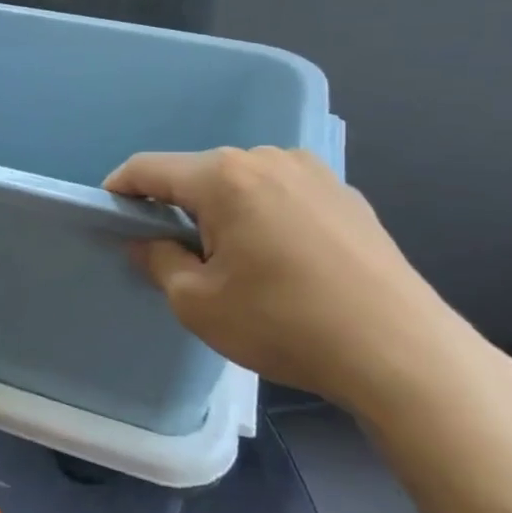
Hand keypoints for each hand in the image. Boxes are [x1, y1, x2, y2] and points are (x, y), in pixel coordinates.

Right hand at [104, 148, 481, 413]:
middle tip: (172, 254)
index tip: (109, 216)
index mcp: (225, 177)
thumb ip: (158, 260)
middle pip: (198, 174)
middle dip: (175, 206)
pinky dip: (262, 216)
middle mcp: (268, 159)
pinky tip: (278, 261)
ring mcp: (314, 173)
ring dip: (221, 211)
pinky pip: (282, 195)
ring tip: (231, 262)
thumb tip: (148, 241)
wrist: (402, 354)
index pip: (149, 169)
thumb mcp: (197, 302)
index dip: (120, 189)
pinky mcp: (347, 196)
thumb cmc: (284, 323)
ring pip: (242, 183)